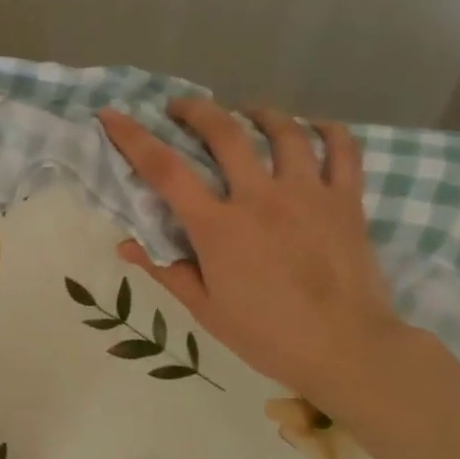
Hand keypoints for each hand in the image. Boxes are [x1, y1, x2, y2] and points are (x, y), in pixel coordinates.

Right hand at [97, 97, 401, 413]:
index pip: (165, 170)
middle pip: (225, 132)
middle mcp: (261, 198)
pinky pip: (343, 149)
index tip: (112, 115)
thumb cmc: (267, 335)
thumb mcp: (205, 309)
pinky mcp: (347, 200)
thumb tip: (126, 245)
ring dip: (258, 113)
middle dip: (196, 110)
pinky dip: (327, 129)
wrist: (346, 350)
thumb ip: (166, 270)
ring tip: (246, 113)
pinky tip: (312, 127)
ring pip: (284, 130)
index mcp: (218, 227)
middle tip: (181, 108)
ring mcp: (308, 194)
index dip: (133, 137)